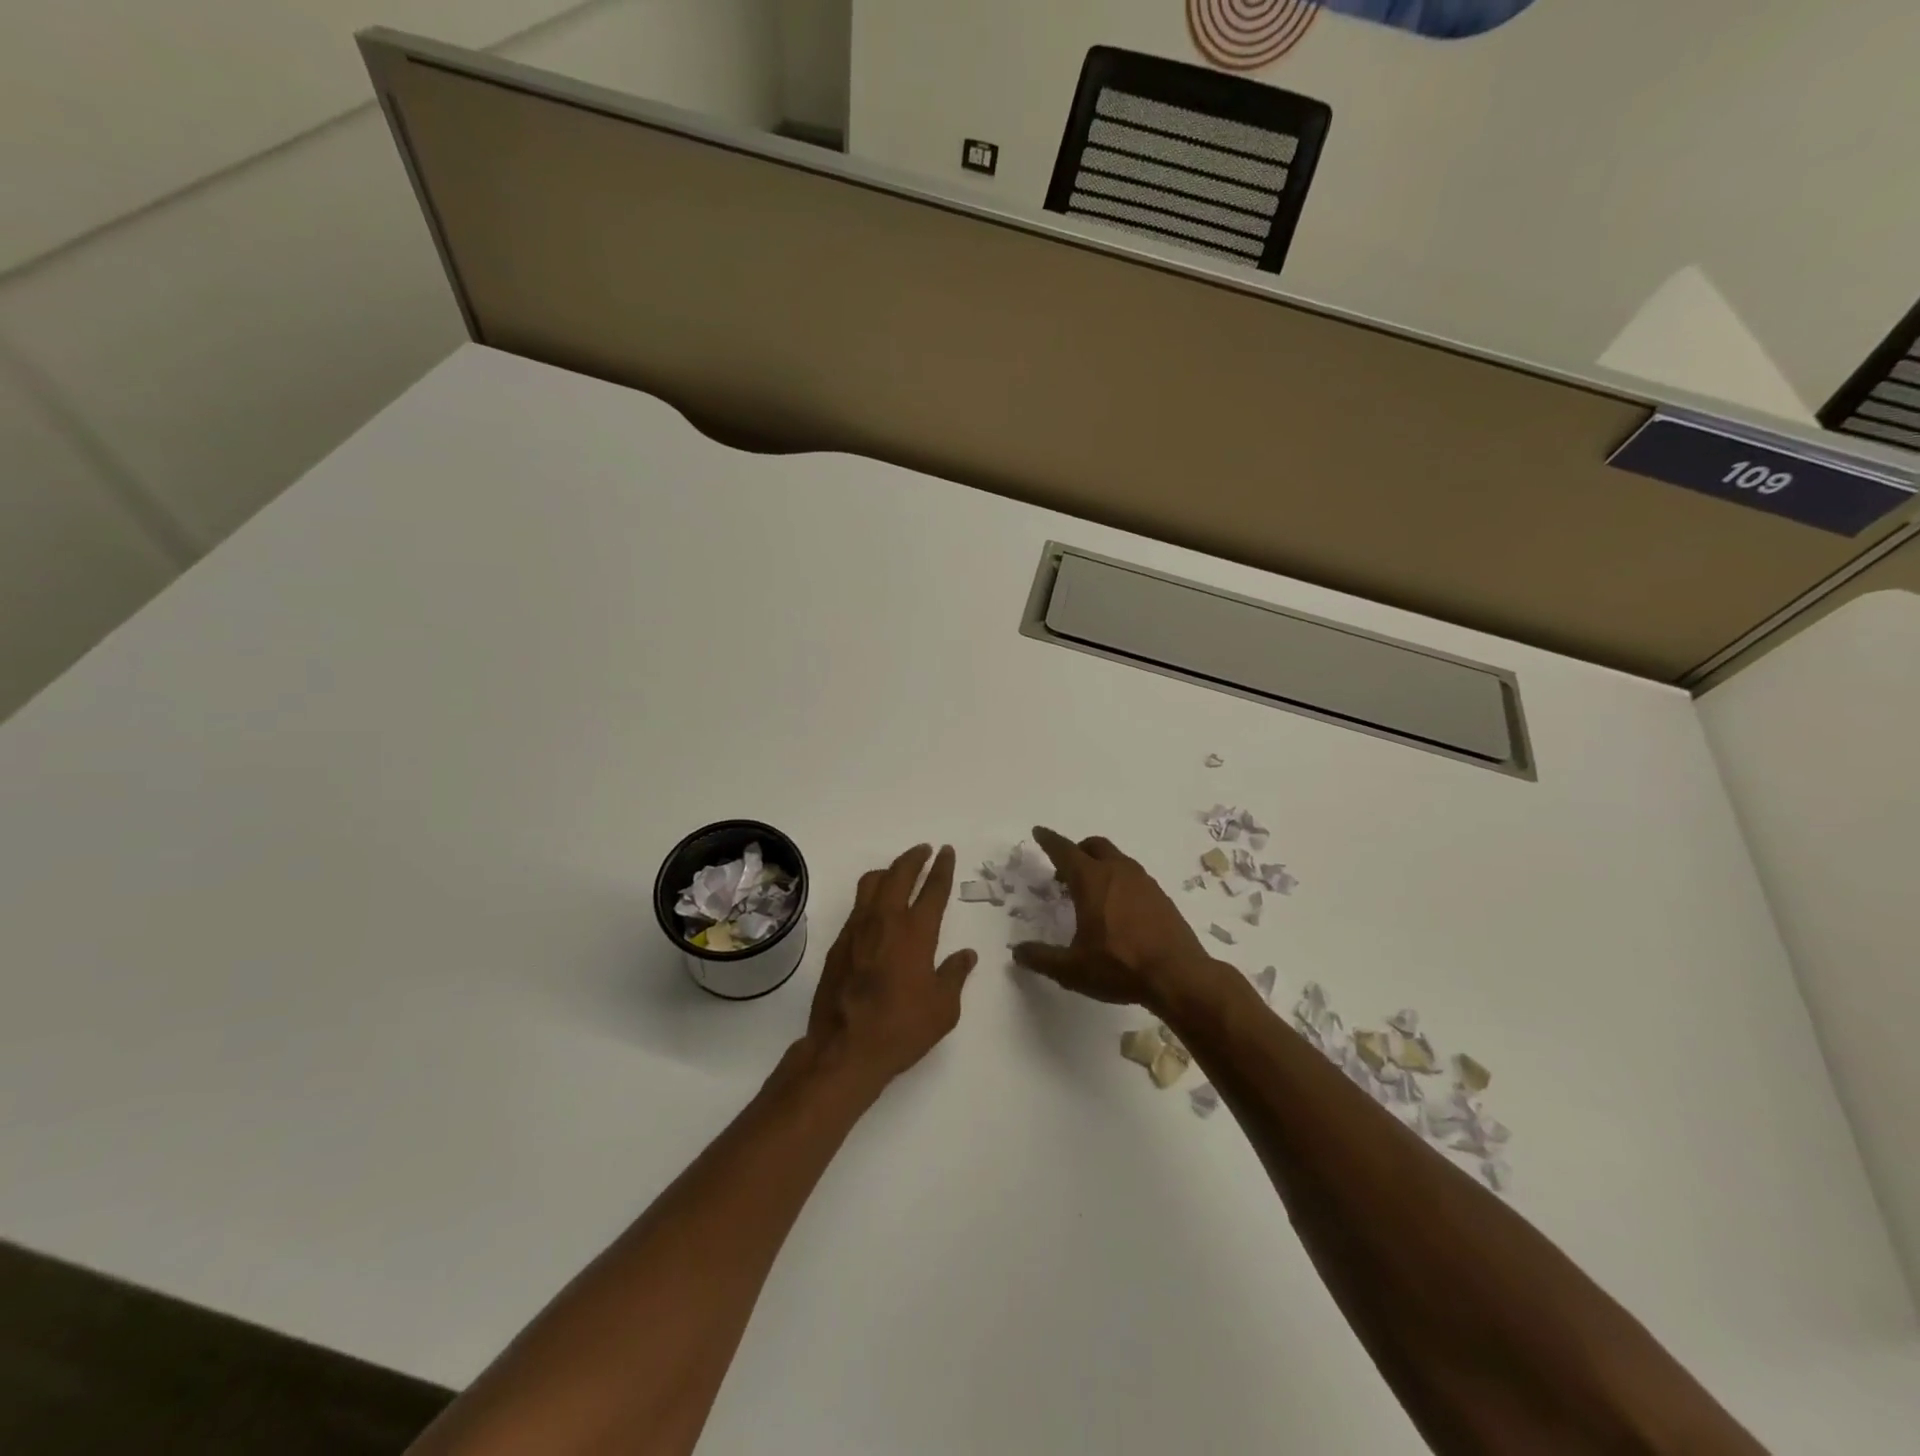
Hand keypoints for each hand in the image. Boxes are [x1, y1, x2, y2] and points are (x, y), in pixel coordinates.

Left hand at [802, 844, 976, 1090]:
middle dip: (914, 858)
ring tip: (898, 872)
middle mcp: (885, 921)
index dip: (942, 867)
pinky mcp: (838, 944)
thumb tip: (966, 955)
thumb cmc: (901, 1028)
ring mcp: (857, 929)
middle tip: (924, 850)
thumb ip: (955, 975)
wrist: (844, 1049)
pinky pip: (857, 907)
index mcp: (916, 932)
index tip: (946, 851)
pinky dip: (871, 896)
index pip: (933, 889)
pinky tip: (876, 910)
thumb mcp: (943, 1008)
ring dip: (889, 871)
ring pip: (871, 883)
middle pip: (899, 874)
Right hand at [1011, 827, 1212, 1011]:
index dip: (1049, 841)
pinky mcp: (1161, 897)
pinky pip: (1134, 877)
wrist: (1179, 976)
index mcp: (1092, 880)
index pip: (1065, 851)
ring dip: (1100, 865)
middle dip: (1077, 850)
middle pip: (1094, 846)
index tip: (1039, 832)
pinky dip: (1119, 881)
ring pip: (1117, 859)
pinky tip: (1118, 909)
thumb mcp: (1072, 969)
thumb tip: (1018, 952)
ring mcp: (1144, 882)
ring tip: (1091, 892)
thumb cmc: (1120, 967)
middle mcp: (1118, 872)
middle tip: (1065, 871)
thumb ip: (1042, 958)